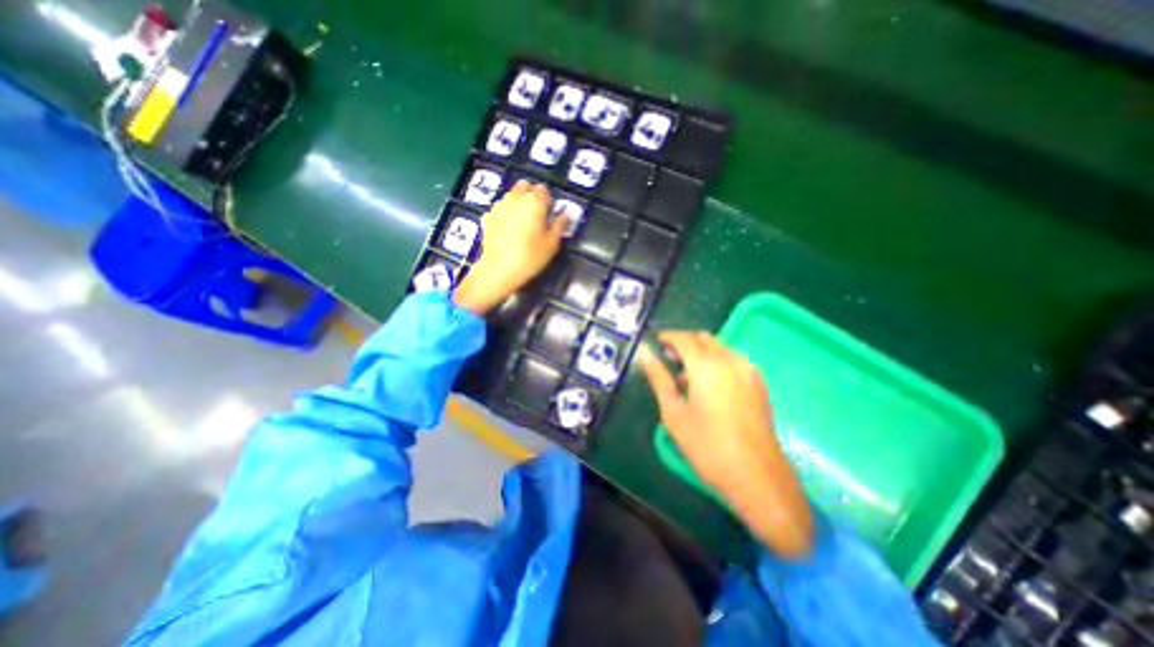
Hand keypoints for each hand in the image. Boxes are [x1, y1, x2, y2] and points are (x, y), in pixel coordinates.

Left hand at [455, 181, 571, 315]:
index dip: (547, 200)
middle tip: (535, 215)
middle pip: (524, 187)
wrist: (499, 269)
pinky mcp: (486, 217)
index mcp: (534, 202)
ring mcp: (498, 206)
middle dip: (530, 196)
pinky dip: (504, 214)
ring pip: (510, 196)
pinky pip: (499, 209)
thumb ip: (560, 225)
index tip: (548, 213)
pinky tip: (506, 230)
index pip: (543, 189)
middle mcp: (515, 198)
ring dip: (516, 203)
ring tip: (520, 223)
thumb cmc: (530, 257)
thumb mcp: (552, 244)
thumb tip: (566, 214)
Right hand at [641, 330, 808, 558]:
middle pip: (703, 338)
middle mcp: (730, 360)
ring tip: (687, 375)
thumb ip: (658, 378)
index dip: (667, 336)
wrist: (756, 473)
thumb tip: (645, 353)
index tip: (656, 341)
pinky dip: (717, 360)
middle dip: (684, 343)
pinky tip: (710, 384)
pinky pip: (733, 359)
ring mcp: (748, 369)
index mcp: (707, 366)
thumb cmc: (707, 445)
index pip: (683, 339)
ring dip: (701, 351)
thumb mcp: (674, 412)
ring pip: (719, 347)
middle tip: (669, 359)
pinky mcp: (759, 381)